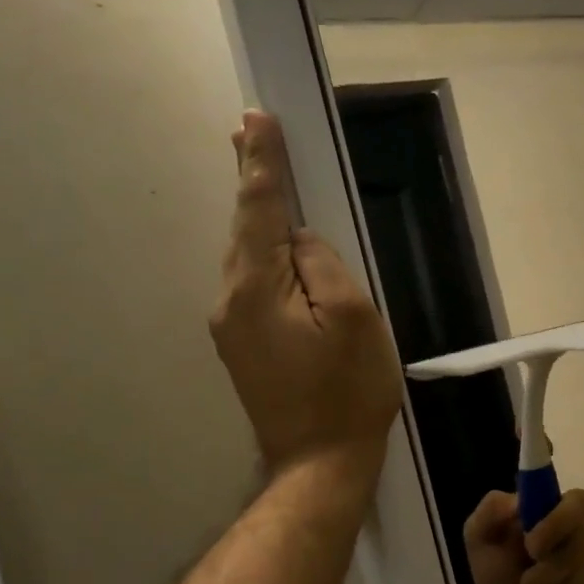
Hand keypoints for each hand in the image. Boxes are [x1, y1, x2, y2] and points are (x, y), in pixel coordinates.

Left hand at [209, 111, 401, 481]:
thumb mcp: (353, 318)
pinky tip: (274, 242)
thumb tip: (301, 240)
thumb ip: (324, 265)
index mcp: (255, 290)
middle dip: (251, 179)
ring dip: (257, 214)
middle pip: (244, 229)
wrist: (320, 463)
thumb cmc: (348, 390)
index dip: (262, 164)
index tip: (255, 120)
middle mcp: (229, 301)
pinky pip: (252, 282)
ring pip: (246, 256)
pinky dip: (261, 250)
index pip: (260, 211)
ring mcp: (230, 326)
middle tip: (248, 129)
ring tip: (261, 172)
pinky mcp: (242, 344)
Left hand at [462, 488, 583, 583]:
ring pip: (582, 572)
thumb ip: (490, 510)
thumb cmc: (493, 564)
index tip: (531, 543)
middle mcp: (577, 528)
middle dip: (553, 564)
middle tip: (526, 580)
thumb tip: (517, 502)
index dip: (560, 521)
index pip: (578, 501)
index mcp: (552, 508)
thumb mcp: (478, 535)